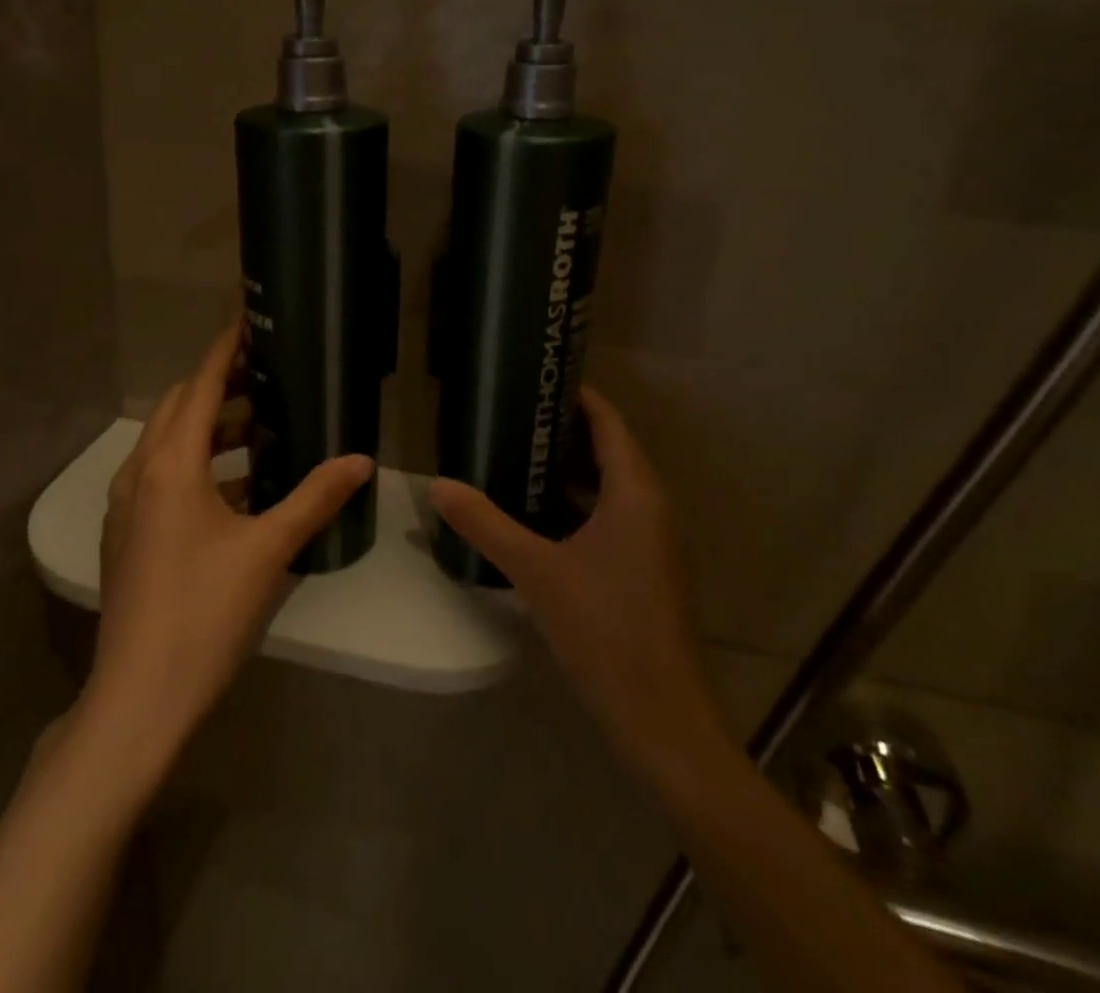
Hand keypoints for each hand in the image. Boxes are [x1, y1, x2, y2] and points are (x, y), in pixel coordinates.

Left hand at [83, 319, 373, 771]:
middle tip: (269, 378)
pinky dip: (198, 464)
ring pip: (169, 443)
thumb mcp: (268, 550)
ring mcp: (127, 506)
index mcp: (170, 465)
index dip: (224, 349)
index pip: (199, 385)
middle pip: (178, 407)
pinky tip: (239, 489)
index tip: (248, 319)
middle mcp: (139, 473)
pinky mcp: (128, 534)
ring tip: (262, 430)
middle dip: (220, 386)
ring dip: (210, 428)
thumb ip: (315, 497)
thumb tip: (363, 459)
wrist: (137, 699)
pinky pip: (163, 476)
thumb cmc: (204, 614)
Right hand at [427, 386, 724, 788]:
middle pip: (608, 450)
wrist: (662, 721)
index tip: (535, 379)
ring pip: (608, 487)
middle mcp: (651, 507)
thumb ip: (485, 524)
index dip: (577, 395)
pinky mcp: (645, 570)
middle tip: (510, 416)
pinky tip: (533, 515)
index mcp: (635, 493)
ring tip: (514, 456)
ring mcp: (652, 541)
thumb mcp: (536, 571)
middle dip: (562, 431)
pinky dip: (574, 505)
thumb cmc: (605, 630)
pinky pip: (609, 517)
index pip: (608, 422)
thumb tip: (437, 485)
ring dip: (566, 470)